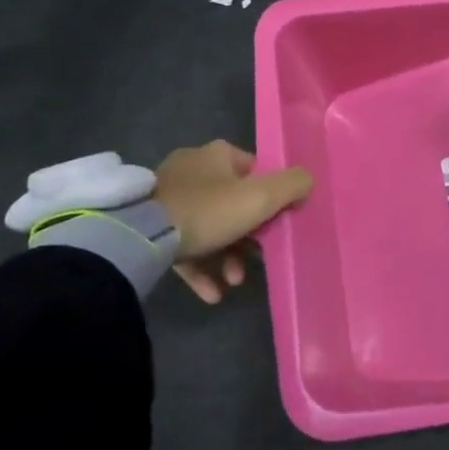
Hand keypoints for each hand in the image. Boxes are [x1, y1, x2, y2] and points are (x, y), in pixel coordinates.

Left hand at [154, 140, 313, 303]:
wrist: (142, 236)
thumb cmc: (210, 210)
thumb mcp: (262, 197)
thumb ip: (293, 185)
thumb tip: (307, 181)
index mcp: (217, 155)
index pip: (253, 169)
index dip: (270, 195)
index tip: (277, 221)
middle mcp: (191, 169)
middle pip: (231, 201)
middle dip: (248, 235)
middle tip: (256, 258)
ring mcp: (166, 198)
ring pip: (208, 227)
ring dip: (226, 255)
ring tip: (235, 281)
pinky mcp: (148, 226)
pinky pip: (183, 246)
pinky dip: (201, 268)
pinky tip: (212, 294)